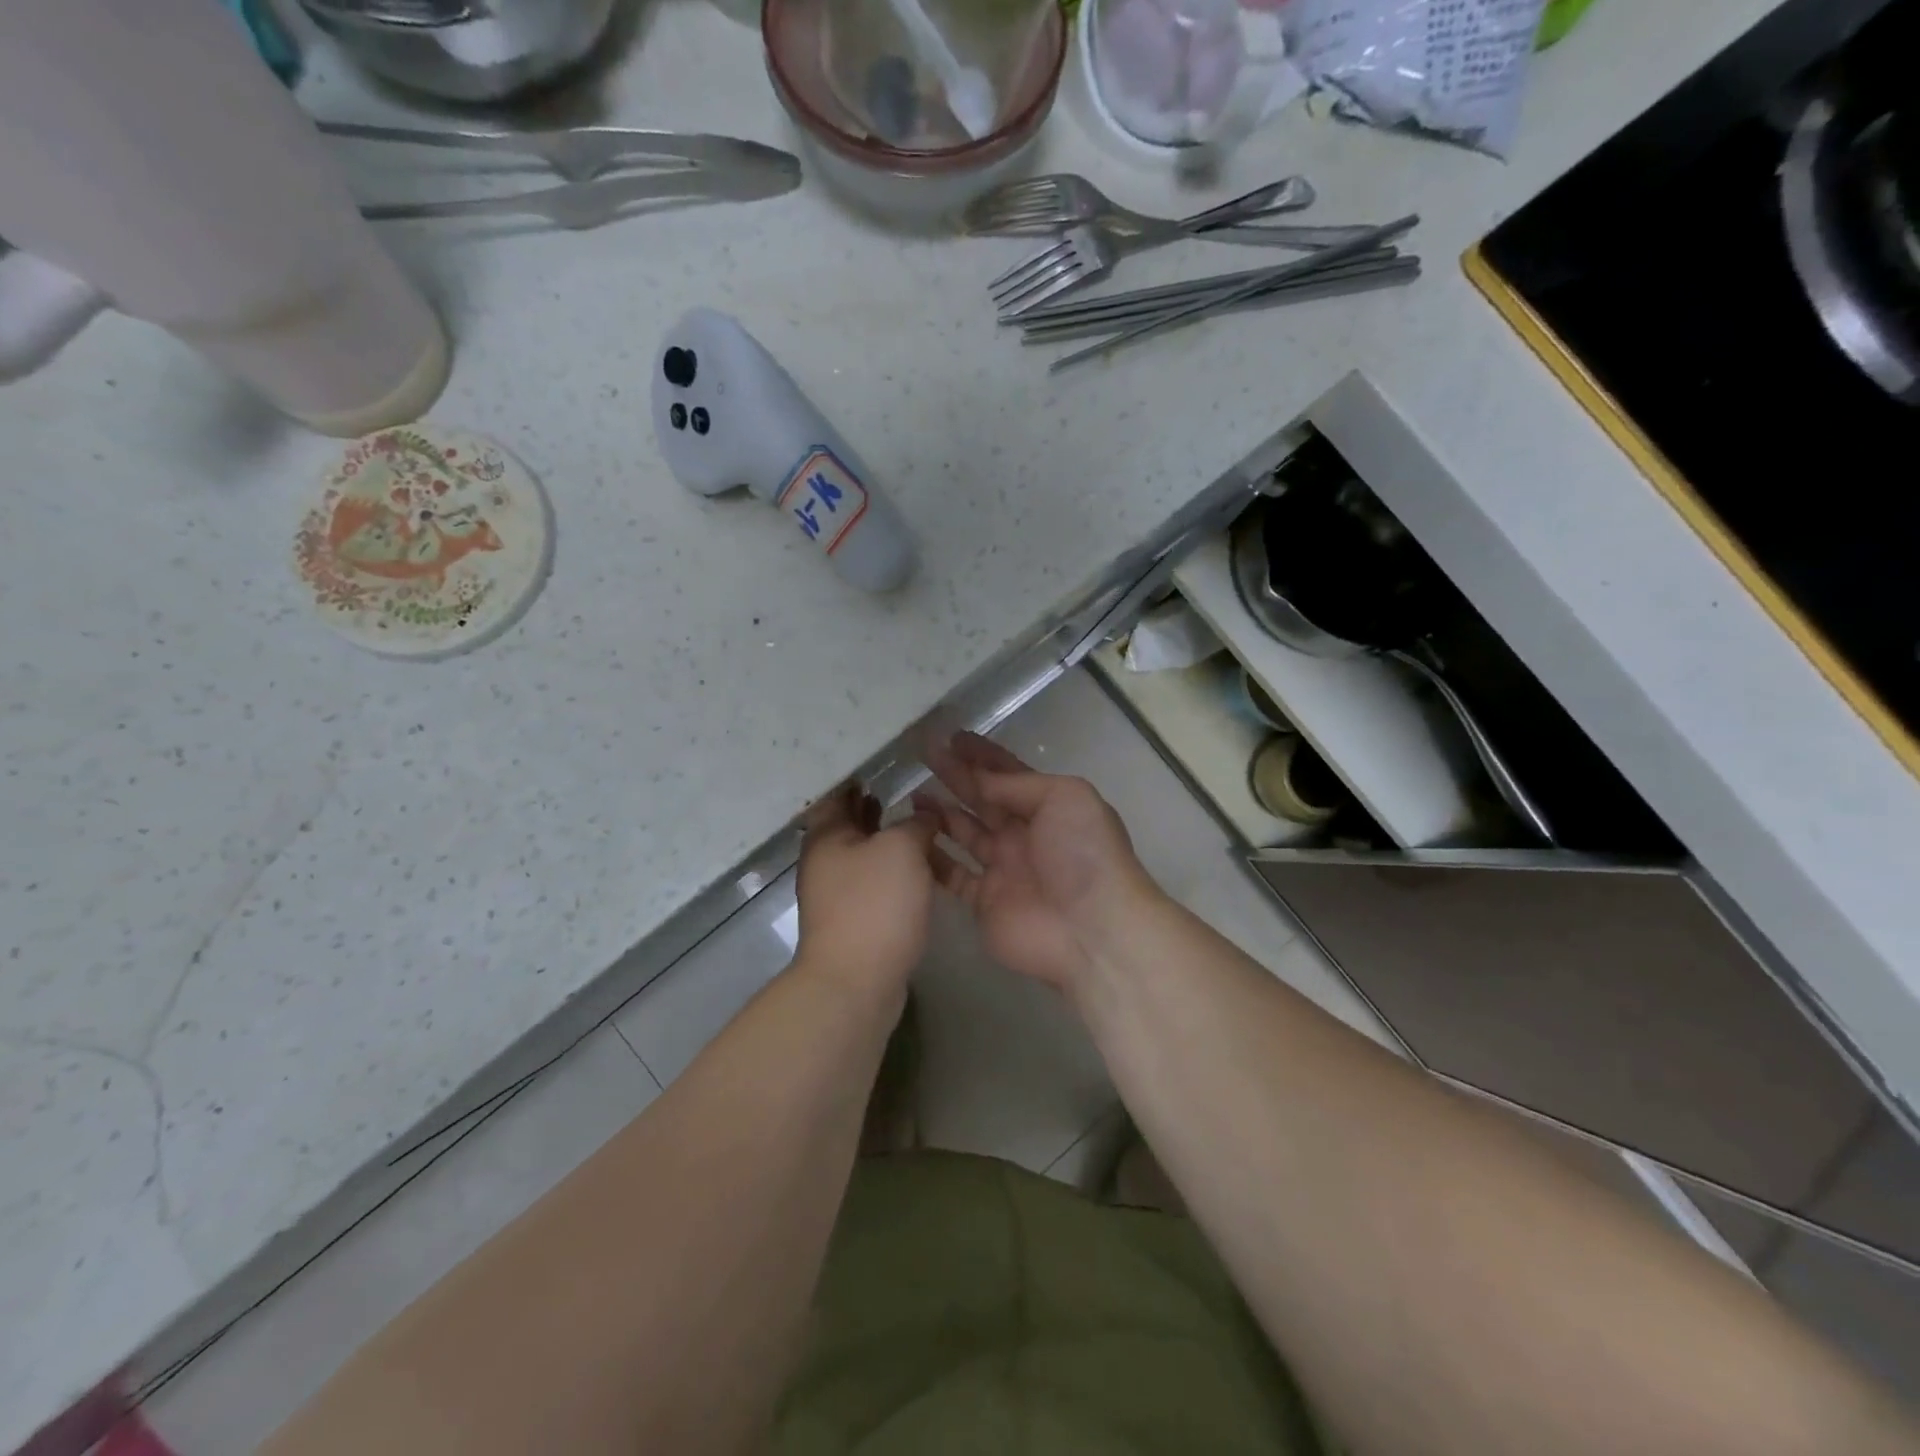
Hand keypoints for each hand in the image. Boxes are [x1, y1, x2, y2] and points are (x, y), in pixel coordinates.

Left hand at [794, 783, 939, 1000]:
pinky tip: (919, 866)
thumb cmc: (874, 903)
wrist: (856, 982)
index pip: (837, 793)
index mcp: (826, 836)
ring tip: (917, 820)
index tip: (881, 761)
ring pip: (863, 853)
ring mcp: (837, 893)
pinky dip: (891, 867)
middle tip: (903, 785)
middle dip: (872, 805)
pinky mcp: (854, 919)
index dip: (856, 775)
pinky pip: (873, 880)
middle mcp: (825, 861)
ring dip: (885, 837)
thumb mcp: (902, 849)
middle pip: (848, 823)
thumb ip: (916, 823)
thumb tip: (925, 815)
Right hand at [916, 734, 1160, 994]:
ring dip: (941, 813)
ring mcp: (1003, 869)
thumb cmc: (1083, 853)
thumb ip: (1018, 784)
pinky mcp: (984, 902)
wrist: (1091, 929)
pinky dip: (933, 858)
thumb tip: (981, 781)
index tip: (952, 737)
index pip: (1008, 774)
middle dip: (955, 775)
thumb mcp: (1063, 797)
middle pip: (983, 799)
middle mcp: (1024, 834)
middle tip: (923, 754)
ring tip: (913, 794)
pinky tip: (910, 840)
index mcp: (1048, 806)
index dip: (982, 755)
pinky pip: (952, 875)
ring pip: (964, 833)